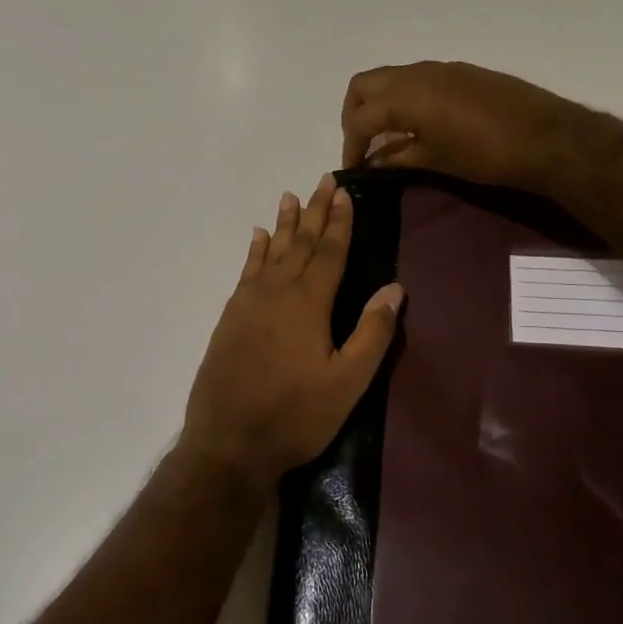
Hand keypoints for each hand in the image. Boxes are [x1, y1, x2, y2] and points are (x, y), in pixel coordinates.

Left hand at [181, 174, 403, 486]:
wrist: (228, 443)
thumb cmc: (295, 416)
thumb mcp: (347, 383)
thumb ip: (372, 334)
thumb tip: (394, 288)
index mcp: (308, 304)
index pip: (328, 252)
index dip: (339, 222)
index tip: (344, 192)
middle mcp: (276, 293)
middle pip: (299, 243)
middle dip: (314, 212)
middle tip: (322, 180)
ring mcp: (248, 304)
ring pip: (270, 252)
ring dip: (283, 224)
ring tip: (290, 196)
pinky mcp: (230, 318)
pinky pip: (246, 271)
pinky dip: (254, 251)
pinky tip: (257, 237)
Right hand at [340, 61, 592, 191]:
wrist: (544, 136)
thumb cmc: (483, 154)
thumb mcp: (434, 161)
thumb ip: (397, 157)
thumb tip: (373, 161)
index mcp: (403, 97)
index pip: (360, 120)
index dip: (351, 147)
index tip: (353, 169)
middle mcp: (414, 74)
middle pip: (364, 86)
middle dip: (355, 115)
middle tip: (364, 144)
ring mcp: (439, 68)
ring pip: (391, 78)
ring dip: (380, 104)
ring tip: (390, 137)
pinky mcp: (460, 71)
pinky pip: (417, 79)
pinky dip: (405, 98)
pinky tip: (420, 124)